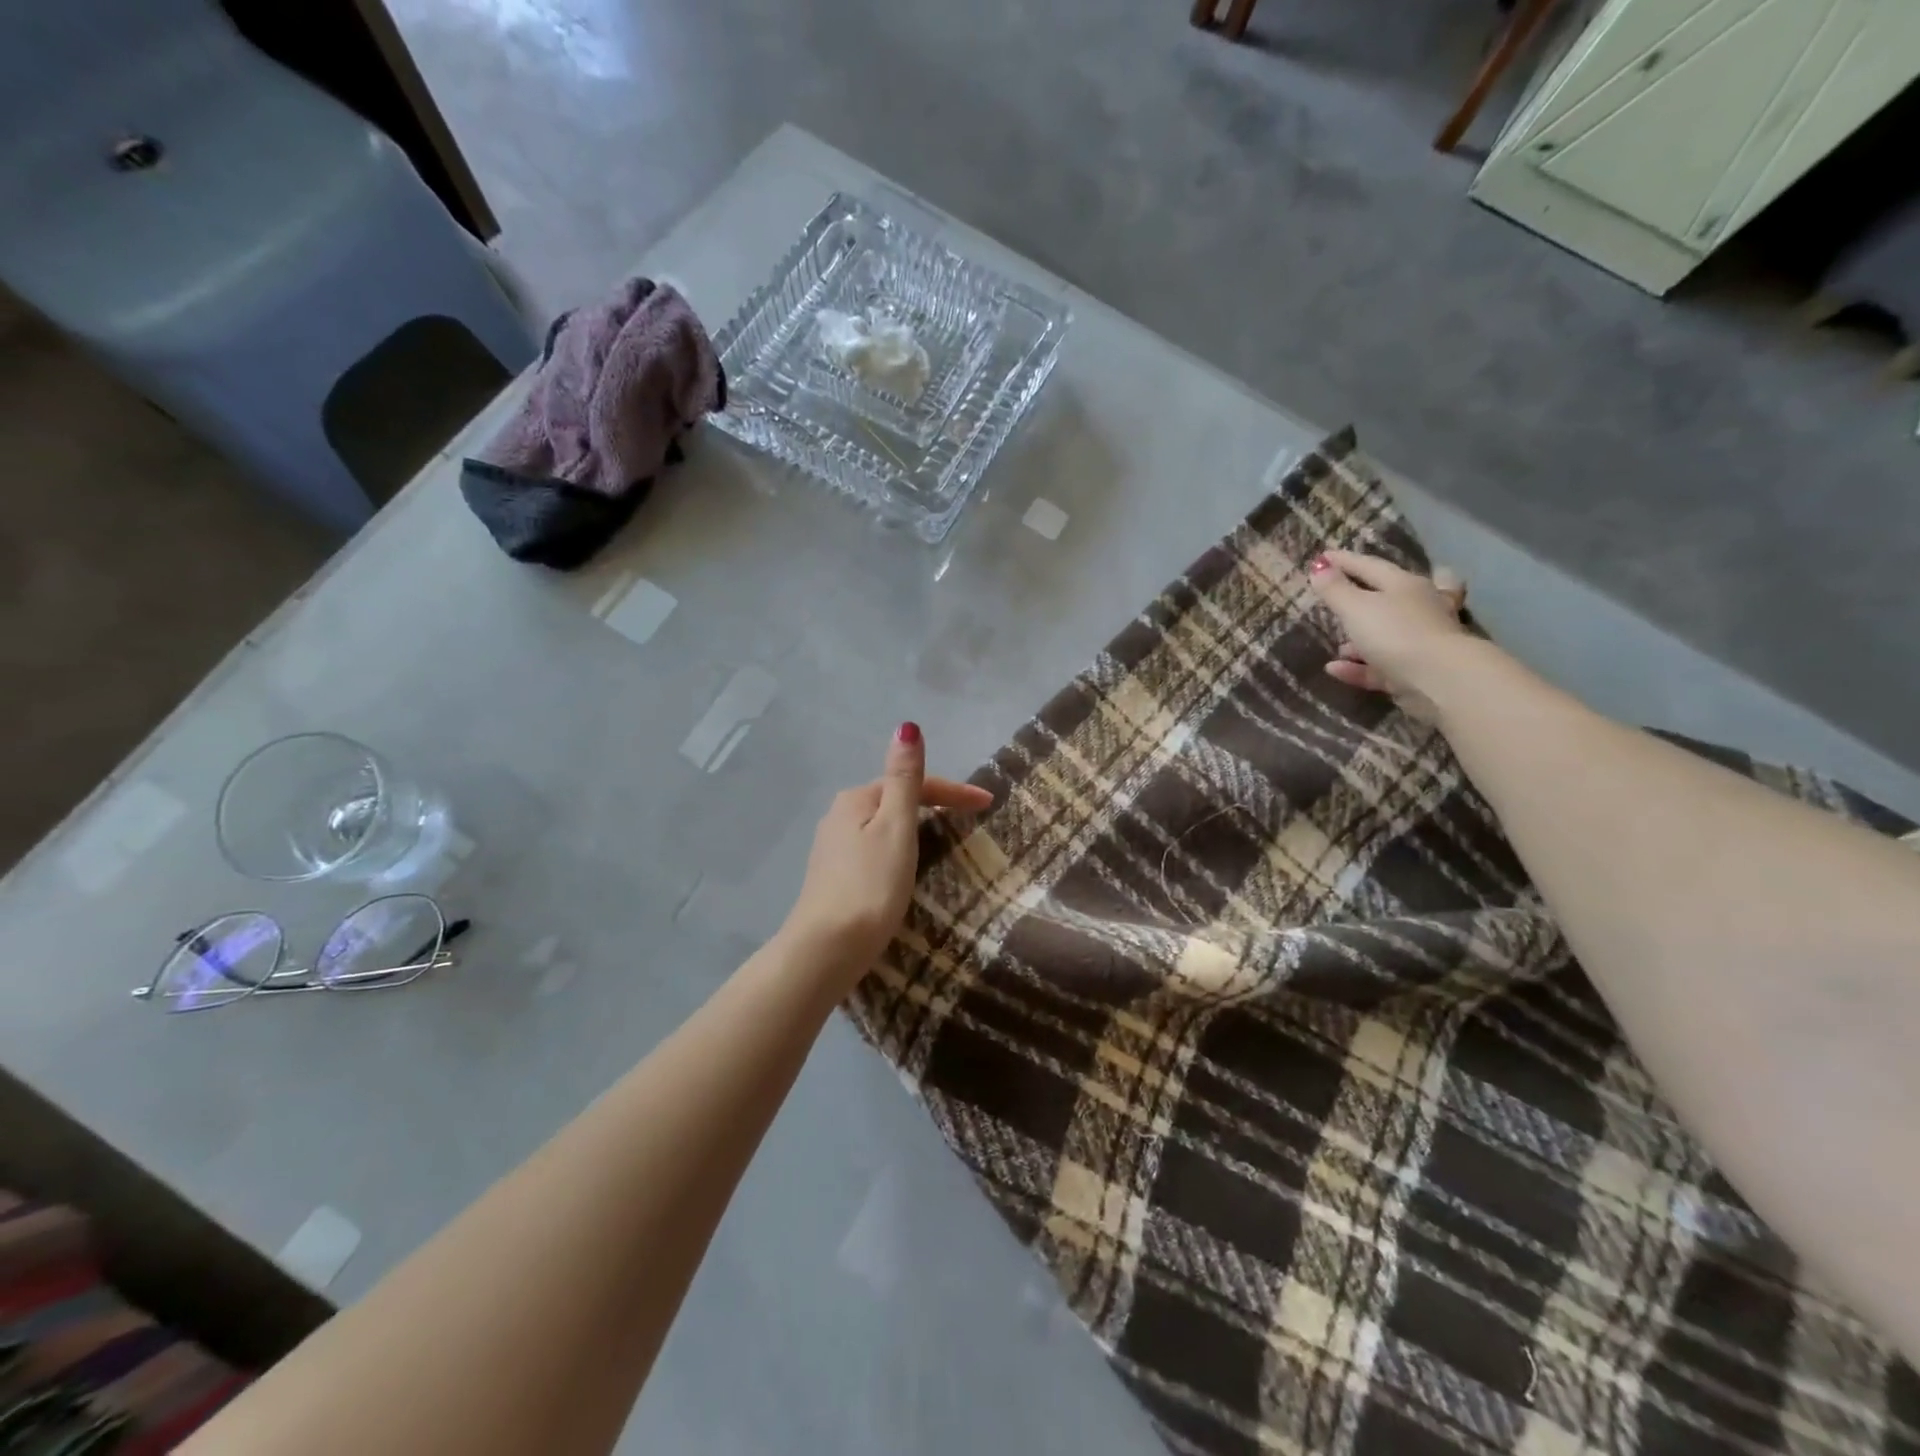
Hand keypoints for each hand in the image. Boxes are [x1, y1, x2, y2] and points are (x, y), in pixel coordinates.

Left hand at [781, 724, 993, 982]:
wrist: (826, 949)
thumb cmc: (870, 886)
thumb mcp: (895, 827)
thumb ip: (904, 778)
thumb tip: (907, 726)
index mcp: (856, 799)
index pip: (913, 783)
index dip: (953, 790)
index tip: (989, 803)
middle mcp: (838, 816)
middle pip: (895, 800)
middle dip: (932, 804)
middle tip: (969, 820)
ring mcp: (832, 848)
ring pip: (883, 826)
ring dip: (914, 826)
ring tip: (944, 840)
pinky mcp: (833, 877)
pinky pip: (874, 849)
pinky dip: (898, 849)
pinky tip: (905, 866)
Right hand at [1309, 551, 1469, 719]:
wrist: (1438, 679)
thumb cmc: (1395, 633)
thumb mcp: (1356, 608)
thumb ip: (1335, 590)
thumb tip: (1320, 567)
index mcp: (1405, 585)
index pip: (1371, 566)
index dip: (1345, 561)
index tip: (1322, 556)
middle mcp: (1417, 608)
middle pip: (1395, 595)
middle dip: (1371, 595)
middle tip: (1349, 593)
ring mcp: (1419, 641)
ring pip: (1389, 633)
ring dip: (1362, 638)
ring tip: (1338, 644)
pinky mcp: (1414, 671)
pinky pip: (1380, 665)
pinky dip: (1357, 666)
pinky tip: (1334, 669)